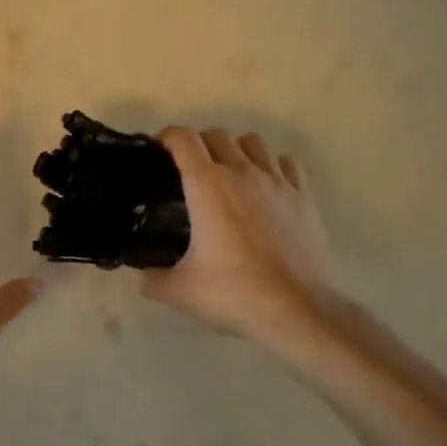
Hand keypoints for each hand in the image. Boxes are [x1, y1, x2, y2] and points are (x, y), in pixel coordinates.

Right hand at [142, 127, 344, 343]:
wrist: (299, 310)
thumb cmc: (234, 294)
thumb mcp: (179, 291)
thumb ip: (152, 279)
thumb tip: (141, 276)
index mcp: (207, 186)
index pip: (183, 139)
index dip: (166, 138)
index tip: (158, 152)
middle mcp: (242, 173)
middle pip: (217, 135)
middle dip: (198, 145)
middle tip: (188, 171)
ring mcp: (278, 182)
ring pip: (254, 142)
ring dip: (235, 150)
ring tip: (228, 175)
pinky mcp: (304, 197)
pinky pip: (286, 163)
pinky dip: (271, 166)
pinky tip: (265, 189)